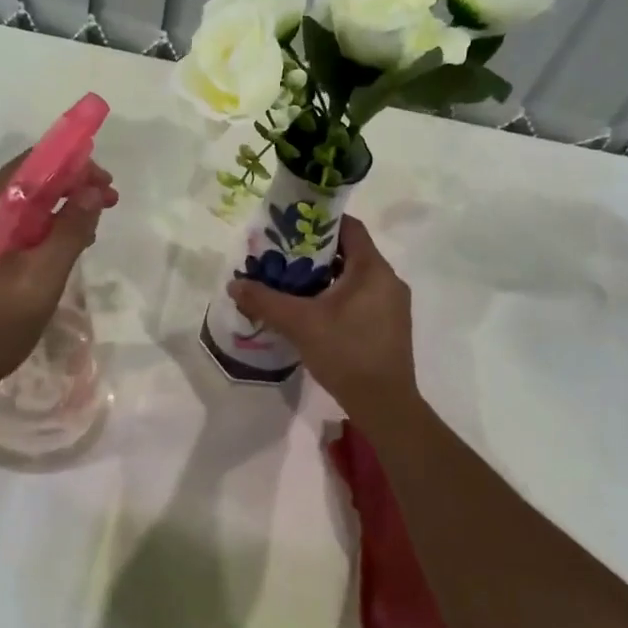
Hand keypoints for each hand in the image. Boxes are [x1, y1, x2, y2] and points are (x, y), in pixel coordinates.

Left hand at [0, 154, 118, 401]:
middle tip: (107, 203)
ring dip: (54, 212)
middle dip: (67, 188)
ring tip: (90, 229)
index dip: (70, 165)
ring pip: (15, 211)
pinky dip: (36, 233)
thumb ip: (69, 232)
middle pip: (20, 186)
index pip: (25, 167)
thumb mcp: (39, 280)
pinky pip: (5, 233)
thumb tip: (92, 191)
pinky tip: (59, 249)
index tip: (105, 181)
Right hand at [228, 215, 417, 410]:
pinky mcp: (390, 326)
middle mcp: (388, 280)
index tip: (290, 228)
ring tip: (292, 285)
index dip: (320, 222)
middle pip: (350, 252)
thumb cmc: (346, 352)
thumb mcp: (300, 323)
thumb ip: (265, 300)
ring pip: (355, 277)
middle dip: (315, 253)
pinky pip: (361, 298)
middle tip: (283, 259)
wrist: (384, 404)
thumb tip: (234, 285)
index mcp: (373, 269)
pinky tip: (313, 313)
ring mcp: (393, 304)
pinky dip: (337, 297)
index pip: (349, 227)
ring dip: (325, 278)